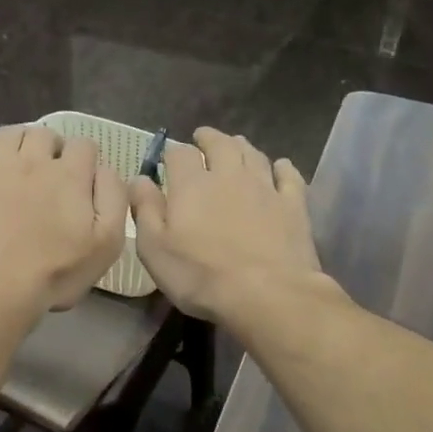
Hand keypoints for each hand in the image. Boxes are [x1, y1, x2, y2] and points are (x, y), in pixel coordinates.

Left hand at [0, 126, 127, 314]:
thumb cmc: (55, 270)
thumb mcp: (107, 243)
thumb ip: (113, 199)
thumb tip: (106, 170)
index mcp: (69, 174)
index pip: (84, 145)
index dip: (87, 160)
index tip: (83, 182)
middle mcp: (32, 160)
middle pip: (45, 133)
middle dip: (53, 148)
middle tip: (52, 175)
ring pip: (9, 134)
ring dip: (20, 145)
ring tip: (21, 169)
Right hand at [129, 128, 323, 326]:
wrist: (267, 294)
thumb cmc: (200, 275)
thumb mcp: (154, 248)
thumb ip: (144, 210)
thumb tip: (139, 179)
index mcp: (192, 185)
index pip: (180, 154)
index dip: (173, 153)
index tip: (168, 159)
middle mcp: (229, 176)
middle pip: (221, 145)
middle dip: (209, 139)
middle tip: (203, 138)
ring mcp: (265, 188)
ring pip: (254, 155)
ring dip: (242, 147)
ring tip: (236, 145)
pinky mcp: (294, 205)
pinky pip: (289, 176)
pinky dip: (282, 168)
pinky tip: (280, 167)